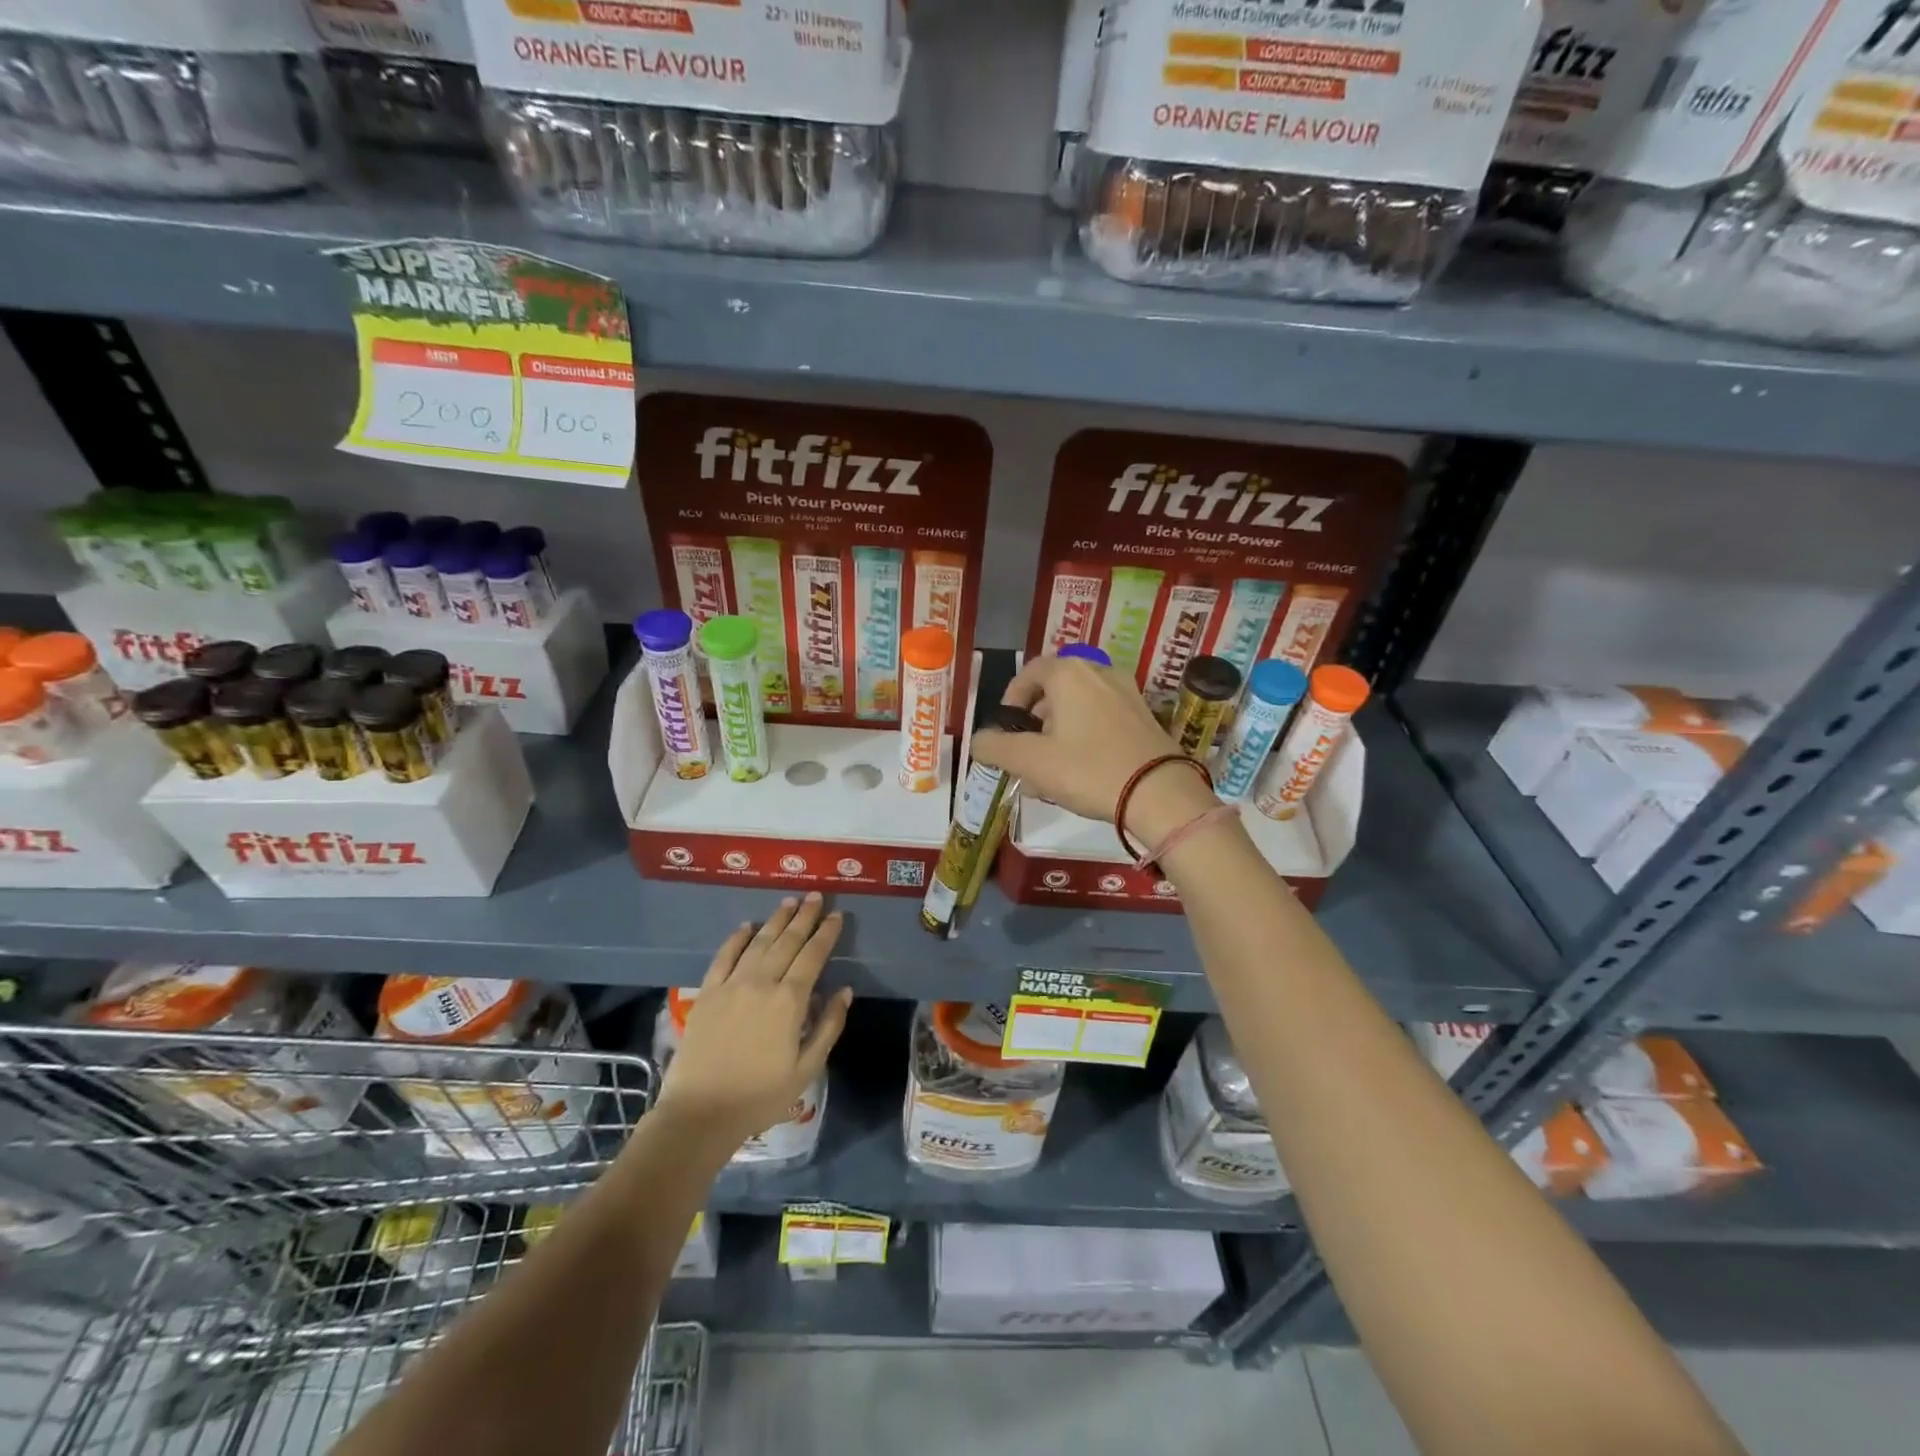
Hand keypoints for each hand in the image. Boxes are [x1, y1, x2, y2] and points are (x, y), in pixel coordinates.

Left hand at [655, 892, 851, 1148]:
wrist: (700, 1113)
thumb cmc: (759, 1096)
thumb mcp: (806, 1069)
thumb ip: (828, 1026)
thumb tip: (844, 991)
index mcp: (790, 1001)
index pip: (813, 956)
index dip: (826, 933)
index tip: (837, 915)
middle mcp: (762, 982)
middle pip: (787, 941)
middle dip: (804, 917)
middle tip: (816, 896)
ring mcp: (731, 985)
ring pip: (758, 942)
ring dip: (776, 920)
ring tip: (790, 902)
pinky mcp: (707, 993)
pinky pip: (724, 956)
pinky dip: (736, 938)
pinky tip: (746, 926)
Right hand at [969, 655, 1218, 847]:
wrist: (1161, 794)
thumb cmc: (1089, 770)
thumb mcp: (1030, 762)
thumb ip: (995, 748)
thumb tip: (979, 742)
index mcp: (1069, 673)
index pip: (1029, 672)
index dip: (1011, 700)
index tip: (1006, 731)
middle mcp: (1099, 672)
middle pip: (1054, 690)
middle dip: (1034, 723)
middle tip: (1026, 756)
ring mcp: (1127, 693)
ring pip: (1078, 707)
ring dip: (1058, 733)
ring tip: (1050, 771)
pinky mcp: (1145, 716)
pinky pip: (1102, 718)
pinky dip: (1084, 736)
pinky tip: (1081, 772)